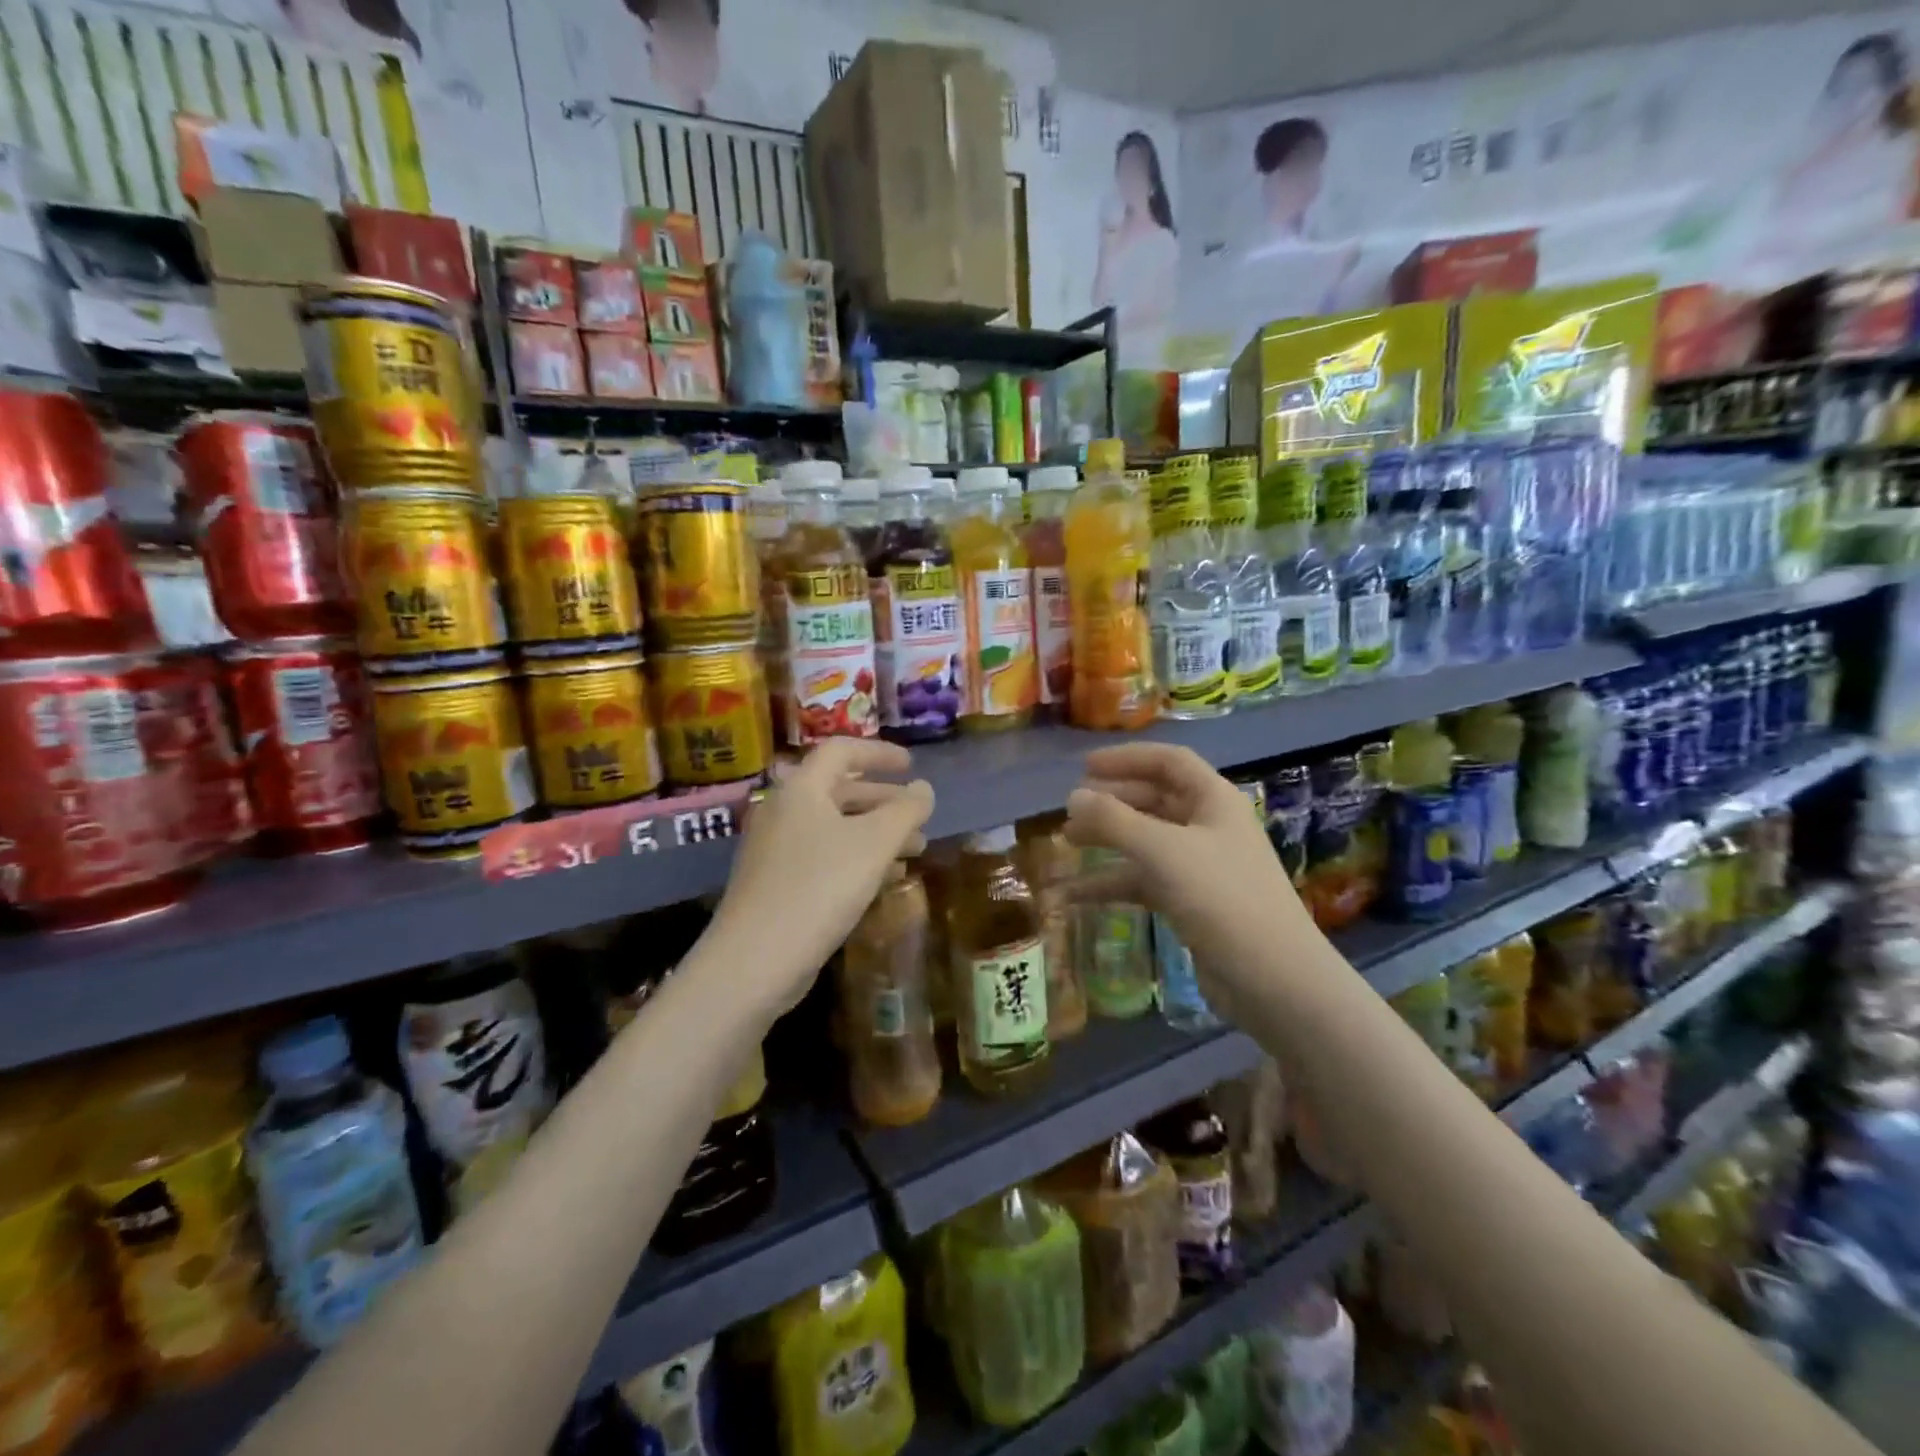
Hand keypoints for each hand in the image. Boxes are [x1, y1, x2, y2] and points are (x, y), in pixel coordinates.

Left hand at [704, 739, 933, 1016]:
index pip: (842, 751)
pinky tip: (884, 880)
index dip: (880, 753)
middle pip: (840, 790)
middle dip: (884, 801)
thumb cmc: (820, 887)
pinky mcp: (776, 883)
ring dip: (876, 833)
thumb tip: (924, 789)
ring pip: (835, 827)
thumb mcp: (874, 844)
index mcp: (801, 788)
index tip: (912, 765)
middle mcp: (784, 810)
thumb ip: (905, 811)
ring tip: (915, 851)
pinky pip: (824, 856)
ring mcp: (776, 848)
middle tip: (918, 816)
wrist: (755, 960)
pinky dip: (856, 858)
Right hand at [1065, 744, 1312, 1006]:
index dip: (1127, 758)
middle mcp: (1209, 826)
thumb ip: (1113, 820)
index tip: (1085, 767)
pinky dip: (1113, 882)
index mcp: (1214, 800)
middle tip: (1070, 809)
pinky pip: (1145, 880)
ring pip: (1146, 841)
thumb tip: (1073, 797)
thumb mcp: (1162, 851)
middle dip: (1112, 801)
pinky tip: (1075, 895)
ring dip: (1108, 839)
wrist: (1273, 978)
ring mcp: (1201, 866)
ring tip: (1068, 842)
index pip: (1168, 762)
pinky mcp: (1192, 902)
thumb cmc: (1221, 897)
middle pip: (1154, 799)